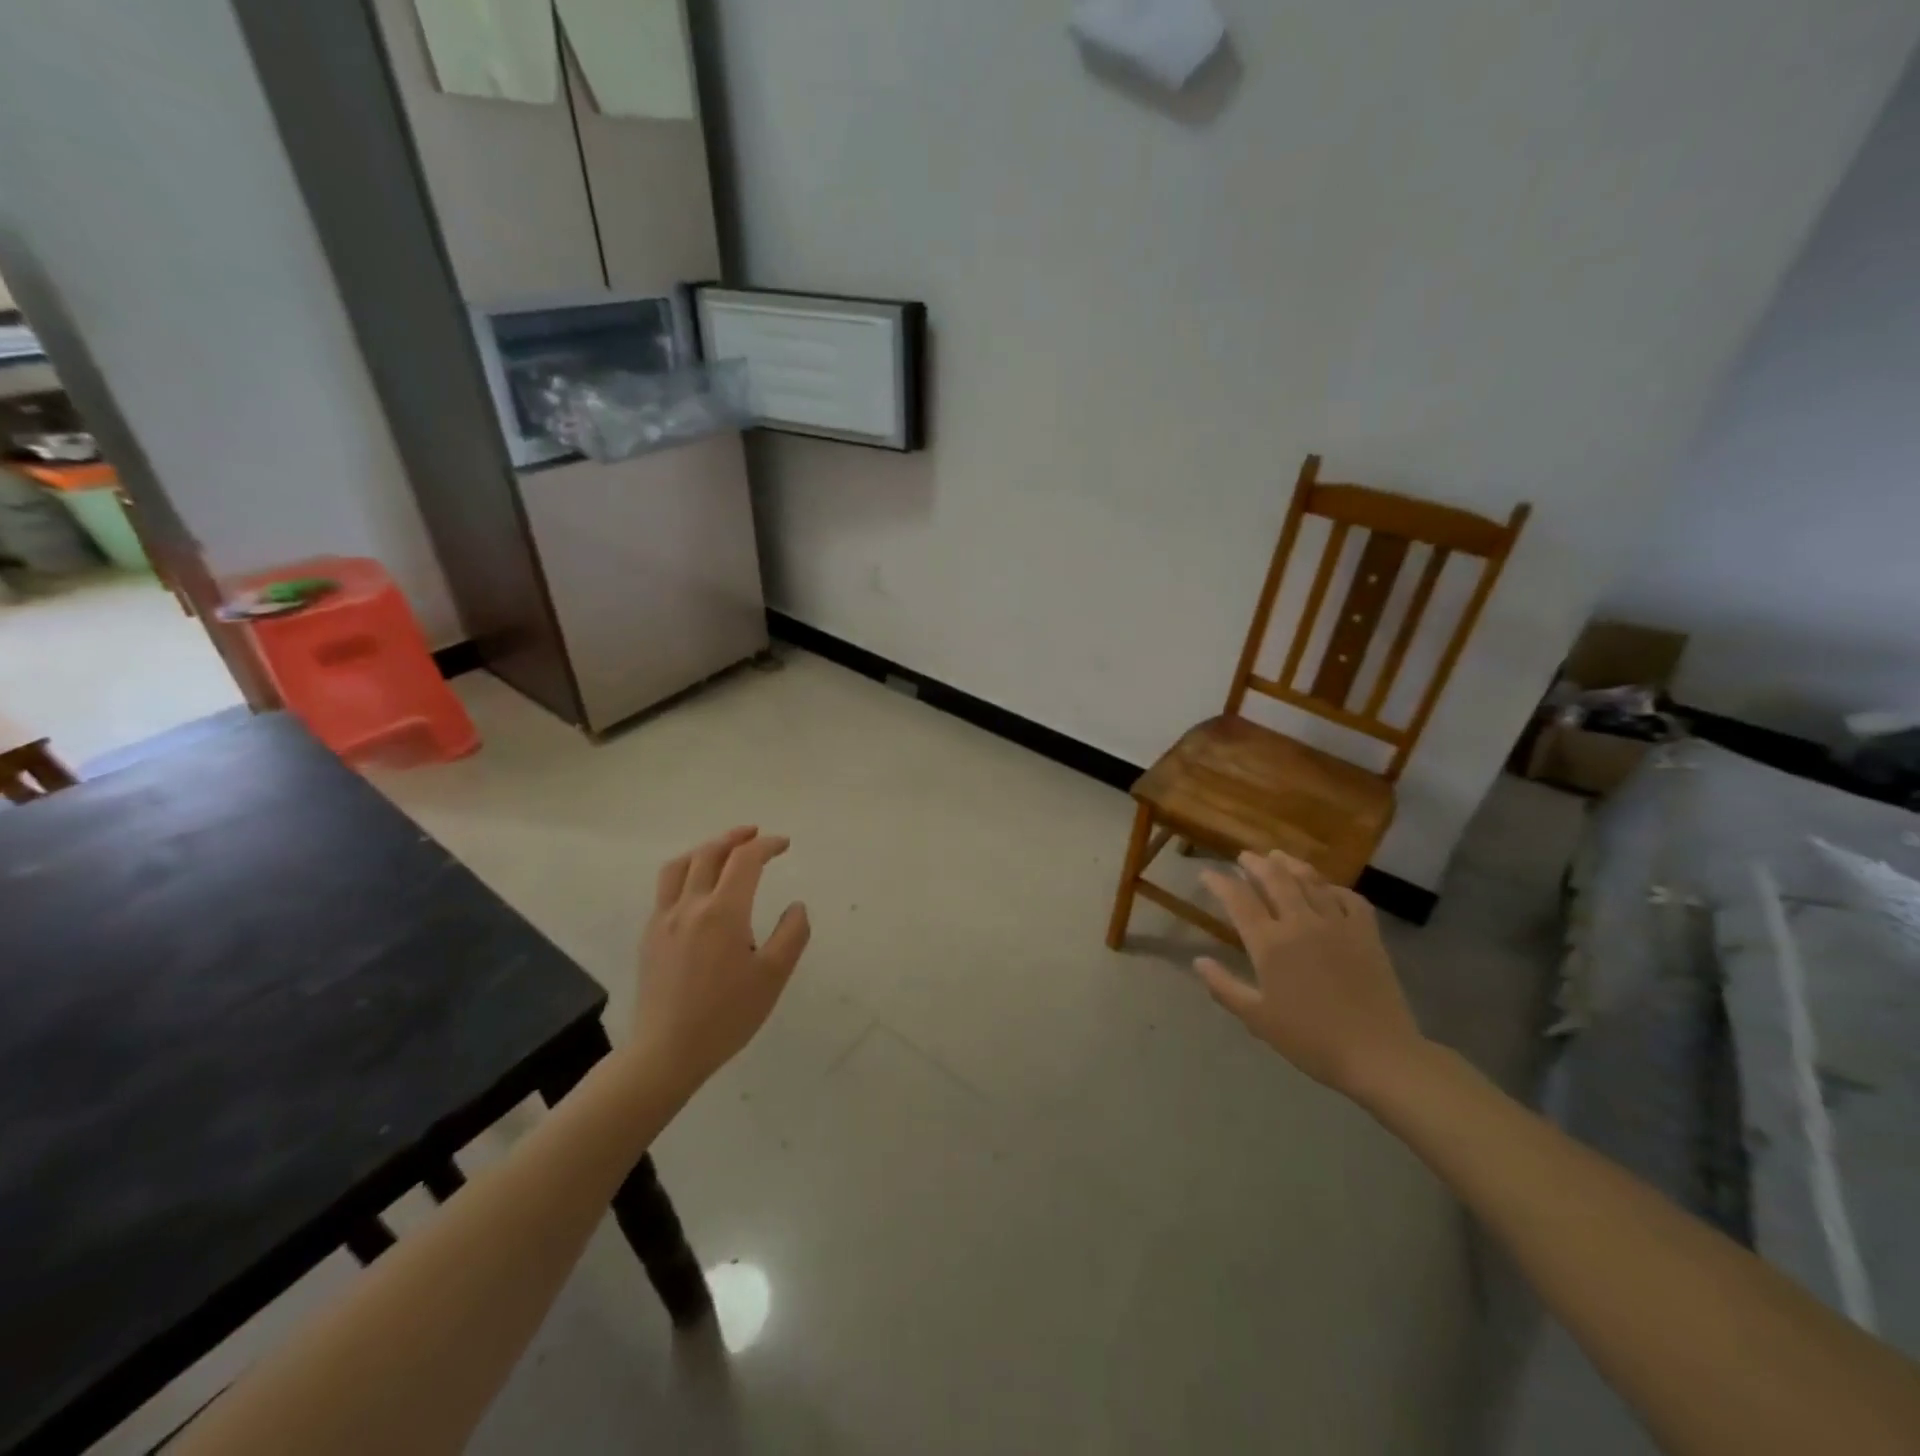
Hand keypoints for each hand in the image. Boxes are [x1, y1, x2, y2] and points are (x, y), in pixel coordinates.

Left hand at [629, 827, 810, 1097]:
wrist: (666, 1052)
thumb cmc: (726, 1016)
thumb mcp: (773, 977)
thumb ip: (792, 934)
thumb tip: (796, 906)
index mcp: (723, 912)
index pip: (745, 860)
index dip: (766, 845)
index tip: (784, 845)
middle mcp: (690, 906)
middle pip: (710, 853)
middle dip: (736, 838)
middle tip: (756, 834)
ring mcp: (663, 919)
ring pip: (680, 866)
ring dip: (705, 849)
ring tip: (723, 851)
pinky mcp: (649, 936)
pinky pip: (666, 888)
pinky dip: (686, 872)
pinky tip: (698, 889)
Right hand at [1196, 850, 1425, 1096]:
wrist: (1377, 1053)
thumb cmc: (1310, 1039)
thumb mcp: (1257, 1019)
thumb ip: (1224, 987)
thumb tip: (1198, 961)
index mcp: (1270, 943)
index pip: (1238, 900)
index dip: (1220, 883)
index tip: (1207, 874)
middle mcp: (1301, 922)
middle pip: (1275, 879)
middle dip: (1256, 864)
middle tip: (1244, 856)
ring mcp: (1337, 924)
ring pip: (1311, 881)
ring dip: (1291, 865)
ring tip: (1278, 856)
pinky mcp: (1367, 933)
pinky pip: (1350, 898)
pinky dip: (1334, 887)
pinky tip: (1328, 888)